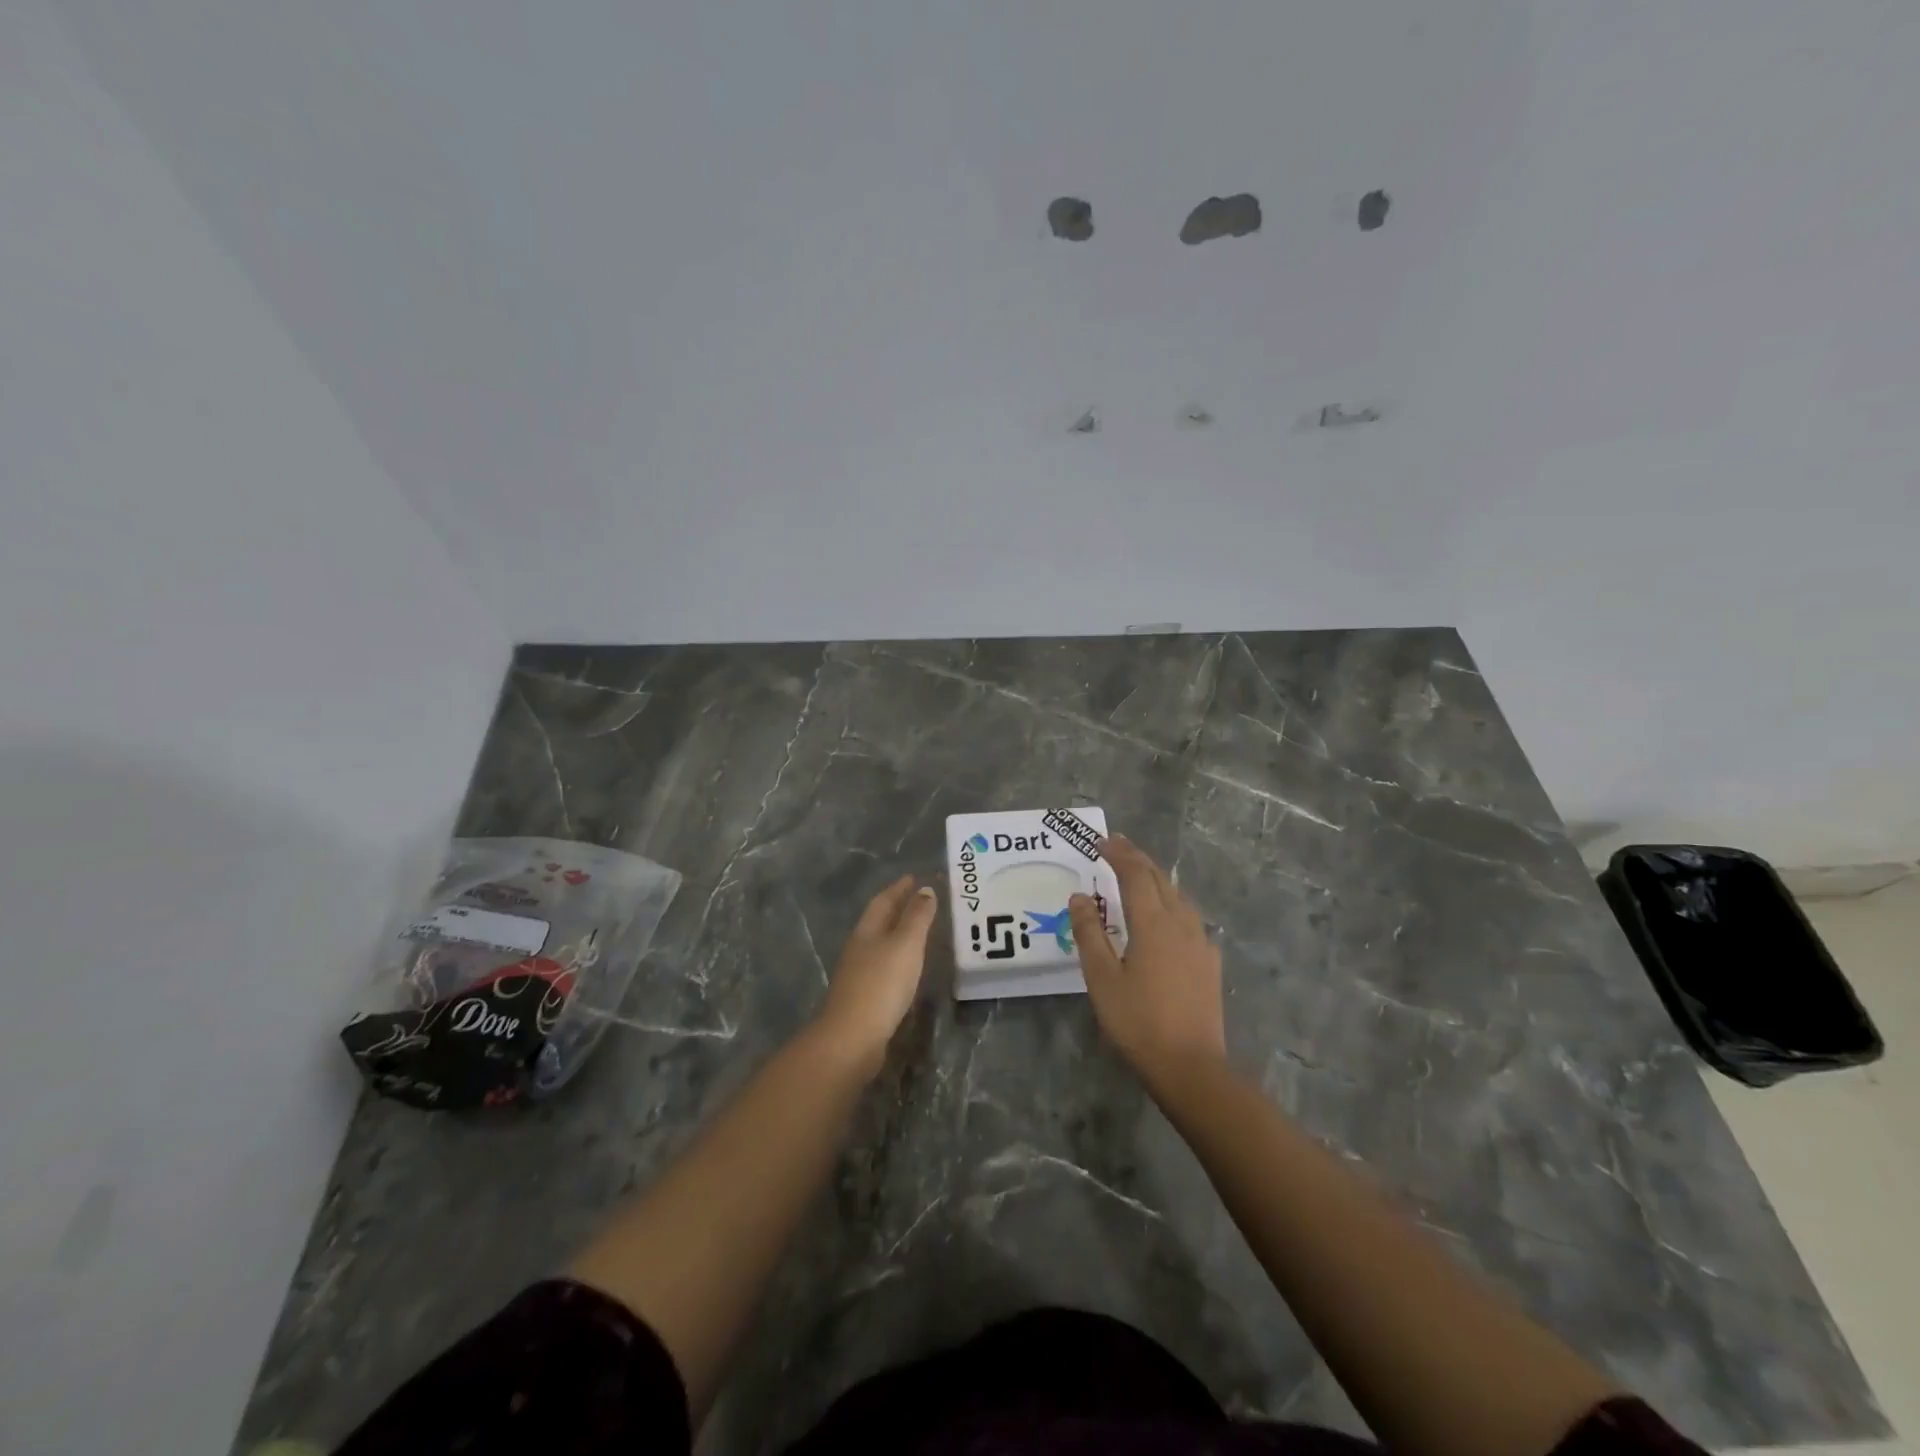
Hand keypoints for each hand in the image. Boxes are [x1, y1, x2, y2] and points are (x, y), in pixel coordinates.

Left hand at [814, 875, 936, 1074]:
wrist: (853, 1038)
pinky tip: (907, 967)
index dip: (899, 888)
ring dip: (897, 934)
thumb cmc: (882, 984)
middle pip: (879, 921)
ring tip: (919, 931)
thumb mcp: (905, 944)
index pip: (883, 901)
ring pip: (880, 944)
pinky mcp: (864, 997)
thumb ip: (917, 917)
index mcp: (867, 931)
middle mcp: (859, 948)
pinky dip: (897, 958)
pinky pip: (883, 967)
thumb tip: (924, 889)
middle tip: (920, 899)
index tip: (914, 877)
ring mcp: (858, 974)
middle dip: (898, 908)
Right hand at [1070, 836, 1225, 1087]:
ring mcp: (1200, 943)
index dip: (1118, 854)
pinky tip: (1166, 918)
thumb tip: (1080, 896)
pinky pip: (1189, 918)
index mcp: (1153, 923)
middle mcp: (1181, 923)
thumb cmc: (1138, 1021)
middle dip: (1137, 859)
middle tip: (1117, 847)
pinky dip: (1171, 904)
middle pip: (1160, 879)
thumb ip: (1089, 933)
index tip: (1101, 841)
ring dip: (1156, 879)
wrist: (1191, 1066)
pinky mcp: (1209, 962)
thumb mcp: (1102, 978)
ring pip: (1178, 897)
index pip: (1136, 874)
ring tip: (1138, 875)